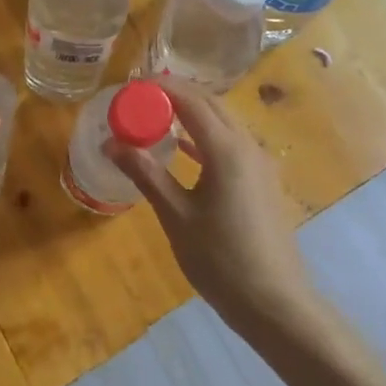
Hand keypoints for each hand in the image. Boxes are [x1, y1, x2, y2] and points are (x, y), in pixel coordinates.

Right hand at [105, 79, 311, 323]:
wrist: (274, 302)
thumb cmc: (221, 259)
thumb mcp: (176, 215)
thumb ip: (145, 173)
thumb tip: (111, 143)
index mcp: (227, 149)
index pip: (192, 100)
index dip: (162, 87)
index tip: (132, 83)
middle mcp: (247, 146)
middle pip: (211, 105)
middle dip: (177, 95)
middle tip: (140, 97)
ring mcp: (259, 164)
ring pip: (224, 123)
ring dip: (192, 114)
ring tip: (156, 115)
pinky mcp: (262, 181)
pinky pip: (231, 143)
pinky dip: (205, 136)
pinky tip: (183, 148)